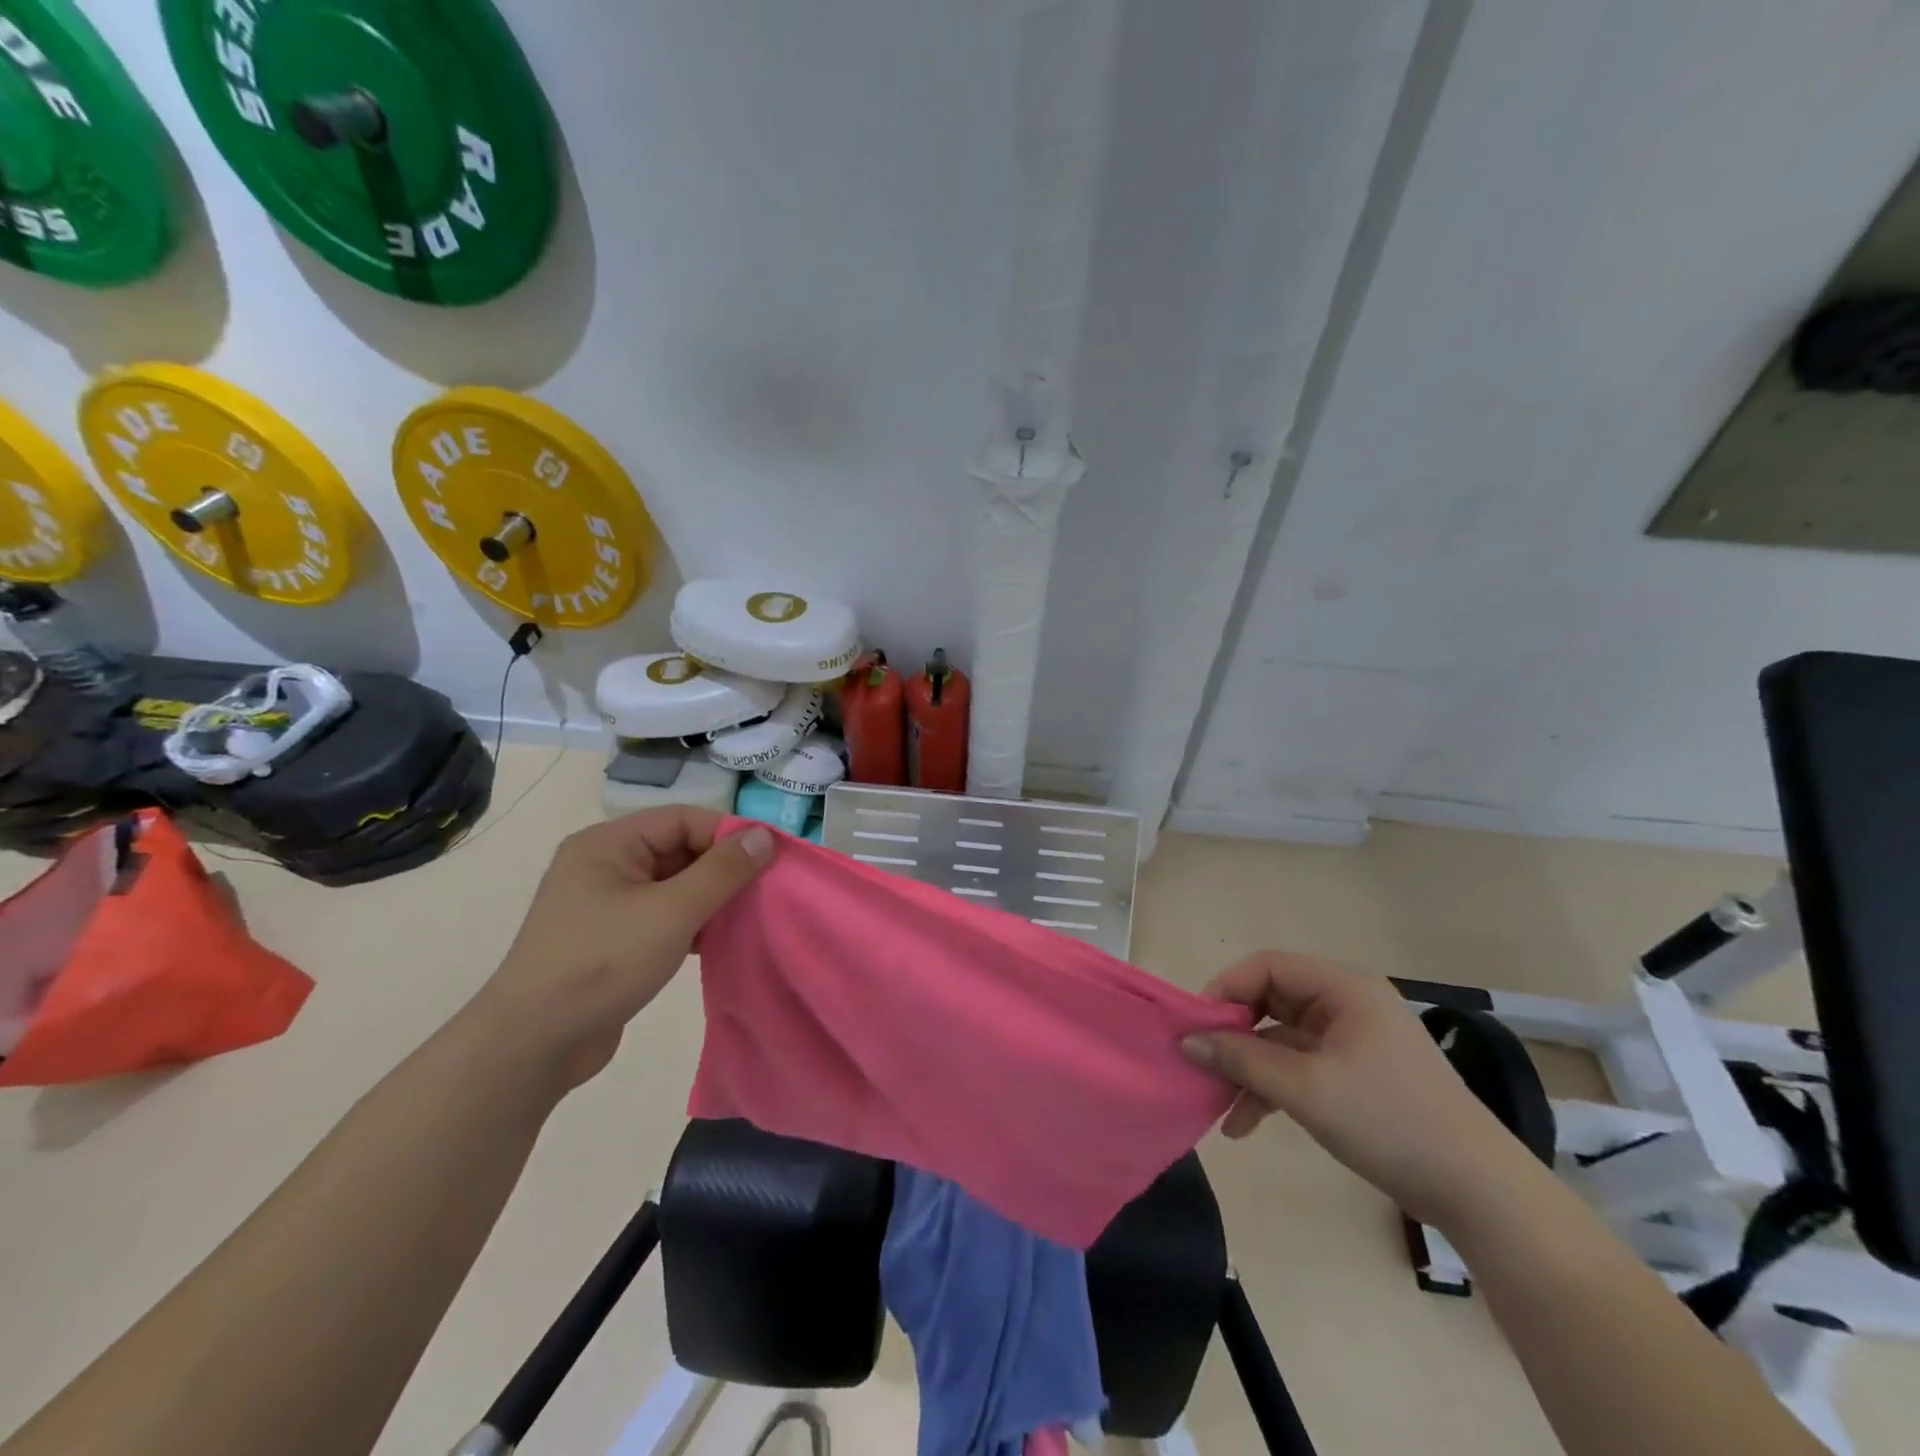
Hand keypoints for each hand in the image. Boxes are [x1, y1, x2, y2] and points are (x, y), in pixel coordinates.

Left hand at [469, 809, 773, 1092]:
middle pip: (679, 848)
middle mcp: (604, 863)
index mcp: (608, 843)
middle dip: (723, 867)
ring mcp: (605, 902)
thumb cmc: (603, 963)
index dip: (729, 833)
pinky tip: (719, 939)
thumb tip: (765, 835)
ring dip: (711, 896)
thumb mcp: (672, 912)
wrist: (532, 1045)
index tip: (771, 857)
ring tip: (749, 914)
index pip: (683, 819)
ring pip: (673, 883)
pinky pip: (662, 913)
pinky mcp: (611, 937)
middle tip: (765, 888)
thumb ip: (722, 870)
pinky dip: (692, 921)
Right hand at [1181, 953, 1535, 1227]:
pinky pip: (1299, 1067)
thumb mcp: (1307, 1089)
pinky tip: (1244, 1125)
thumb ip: (1242, 1059)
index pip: (1267, 966)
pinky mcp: (1356, 1075)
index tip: (1196, 1026)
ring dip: (1248, 1069)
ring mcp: (1353, 1041)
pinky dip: (1272, 1089)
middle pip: (1271, 1001)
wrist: (1478, 1193)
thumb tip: (1187, 1041)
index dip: (1226, 988)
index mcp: (1343, 988)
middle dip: (1233, 1034)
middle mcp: (1347, 1004)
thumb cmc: (1390, 1121)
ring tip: (1217, 1104)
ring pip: (1281, 1040)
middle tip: (1201, 1062)